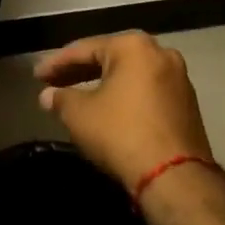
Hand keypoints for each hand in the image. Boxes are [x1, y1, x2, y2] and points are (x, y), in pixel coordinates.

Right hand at [34, 32, 215, 191]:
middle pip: (110, 58)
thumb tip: (48, 95)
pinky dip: (123, 97)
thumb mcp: (79, 114)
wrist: (174, 177)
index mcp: (133, 47)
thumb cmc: (121, 133)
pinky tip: (106, 109)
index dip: (56, 63)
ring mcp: (179, 79)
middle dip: (79, 72)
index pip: (84, 49)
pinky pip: (145, 92)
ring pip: (129, 76)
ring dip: (102, 85)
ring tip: (76, 97)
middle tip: (53, 83)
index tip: (37, 76)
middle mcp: (161, 54)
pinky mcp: (187, 105)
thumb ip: (60, 98)